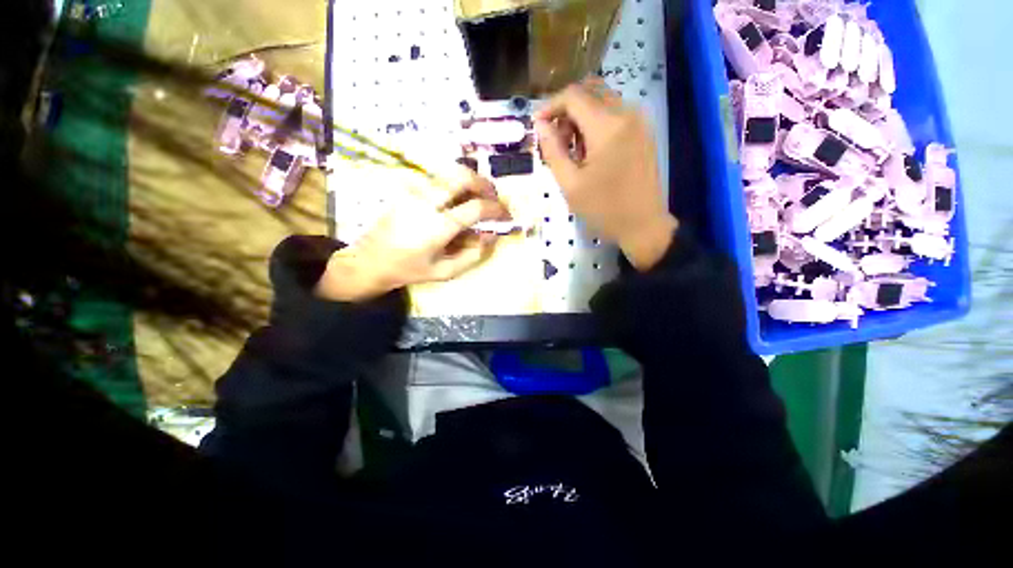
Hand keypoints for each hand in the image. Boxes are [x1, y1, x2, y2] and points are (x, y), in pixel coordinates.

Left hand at [316, 168, 508, 300]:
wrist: (370, 260)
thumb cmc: (409, 269)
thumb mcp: (445, 272)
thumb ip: (473, 255)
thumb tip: (492, 235)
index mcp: (438, 227)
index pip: (476, 208)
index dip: (497, 209)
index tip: (506, 215)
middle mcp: (427, 202)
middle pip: (463, 177)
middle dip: (485, 184)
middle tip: (494, 198)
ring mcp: (414, 192)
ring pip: (450, 172)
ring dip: (471, 181)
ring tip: (479, 196)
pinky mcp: (407, 189)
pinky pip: (438, 179)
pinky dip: (455, 184)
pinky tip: (458, 199)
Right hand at [534, 78, 677, 270]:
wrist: (643, 225)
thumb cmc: (604, 209)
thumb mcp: (570, 184)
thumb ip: (553, 151)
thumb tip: (540, 124)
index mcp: (607, 126)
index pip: (573, 96)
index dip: (550, 106)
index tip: (537, 125)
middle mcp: (627, 114)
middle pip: (589, 92)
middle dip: (566, 111)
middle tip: (555, 141)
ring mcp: (639, 121)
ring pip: (602, 101)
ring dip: (581, 118)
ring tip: (572, 152)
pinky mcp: (644, 132)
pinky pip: (615, 114)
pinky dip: (596, 124)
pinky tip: (591, 152)